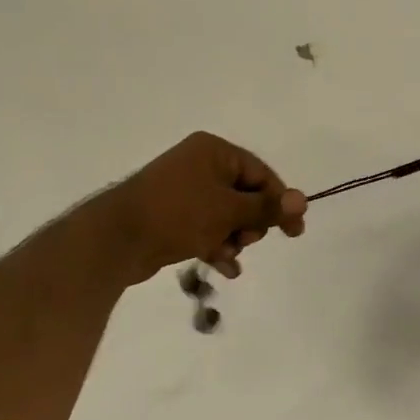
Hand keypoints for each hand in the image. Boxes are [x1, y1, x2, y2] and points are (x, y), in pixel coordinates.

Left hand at [93, 132, 306, 285]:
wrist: (116, 239)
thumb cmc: (178, 215)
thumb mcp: (229, 211)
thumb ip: (267, 207)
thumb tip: (303, 200)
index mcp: (214, 152)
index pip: (261, 174)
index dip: (279, 202)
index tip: (295, 230)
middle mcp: (200, 165)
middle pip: (245, 196)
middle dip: (251, 224)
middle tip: (246, 241)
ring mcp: (184, 191)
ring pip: (227, 216)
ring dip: (234, 239)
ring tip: (228, 256)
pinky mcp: (173, 216)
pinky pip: (207, 228)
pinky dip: (217, 245)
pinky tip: (224, 268)